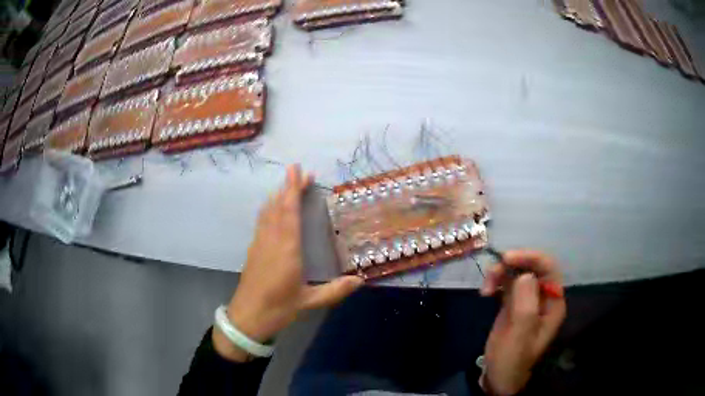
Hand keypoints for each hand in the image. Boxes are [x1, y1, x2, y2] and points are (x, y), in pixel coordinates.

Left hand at [213, 164, 364, 361]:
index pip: (290, 212)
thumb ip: (335, 290)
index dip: (294, 190)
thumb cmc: (278, 309)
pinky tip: (271, 208)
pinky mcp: (253, 250)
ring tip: (287, 184)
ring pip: (267, 212)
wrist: (247, 318)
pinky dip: (268, 209)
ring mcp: (259, 244)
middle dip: (288, 187)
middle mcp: (271, 241)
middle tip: (297, 170)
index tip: (300, 172)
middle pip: (278, 206)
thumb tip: (360, 280)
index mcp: (286, 249)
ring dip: (277, 196)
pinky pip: (261, 222)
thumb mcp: (309, 302)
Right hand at [480, 250, 565, 394]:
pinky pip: (505, 284)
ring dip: (500, 274)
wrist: (498, 376)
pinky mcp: (512, 304)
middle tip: (492, 273)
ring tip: (485, 289)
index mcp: (552, 303)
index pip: (548, 269)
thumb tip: (525, 274)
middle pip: (531, 268)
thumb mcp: (521, 334)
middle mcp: (542, 297)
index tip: (507, 258)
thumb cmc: (513, 358)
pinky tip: (485, 293)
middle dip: (512, 266)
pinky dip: (495, 283)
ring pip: (516, 273)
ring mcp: (527, 300)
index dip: (531, 258)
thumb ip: (526, 304)